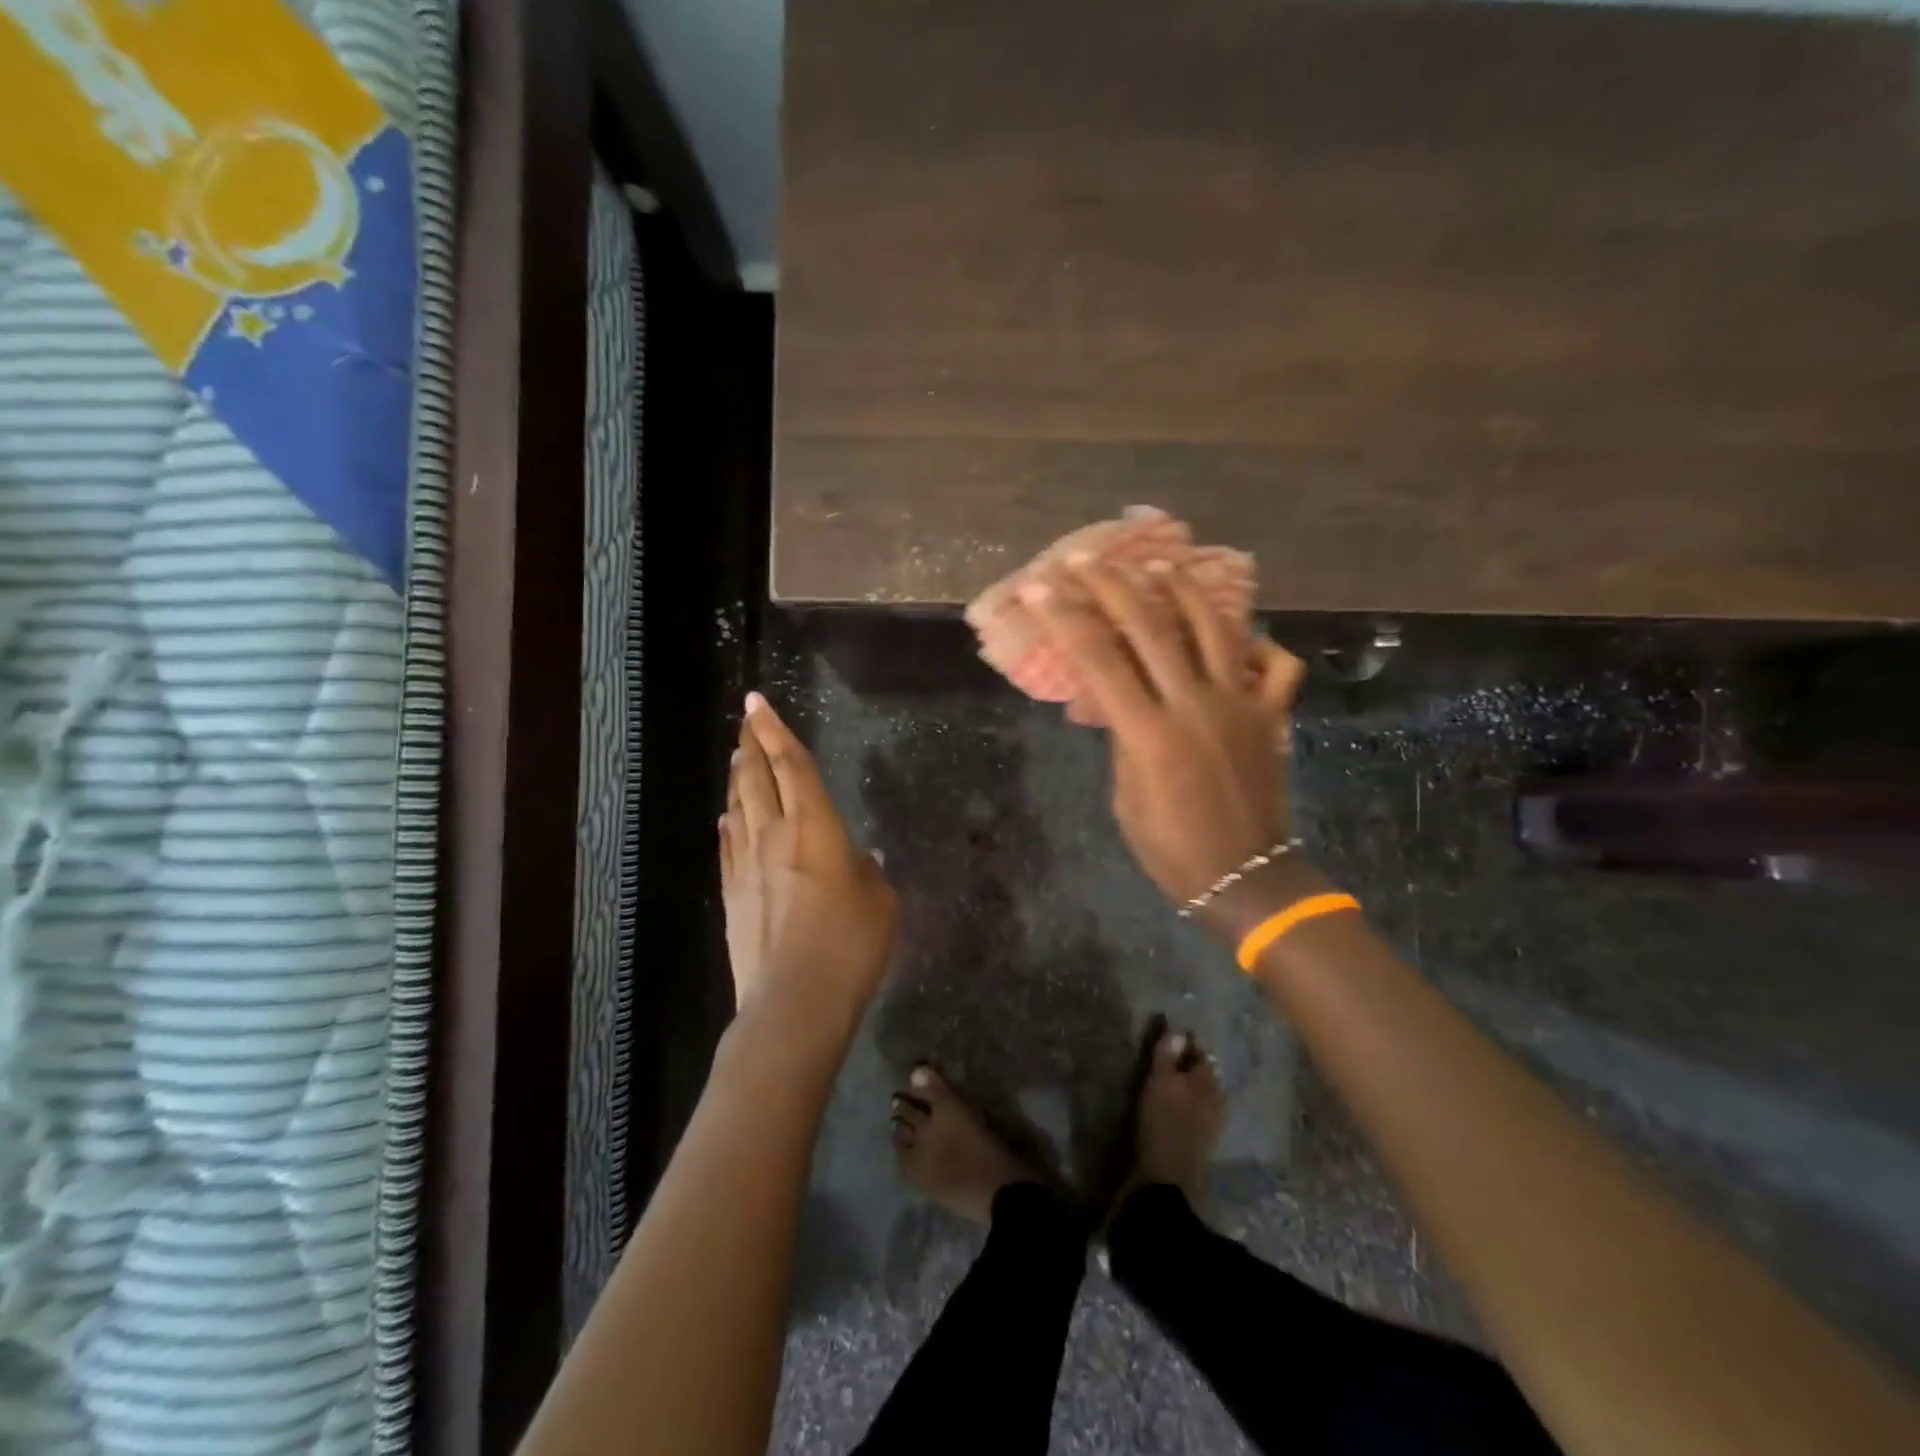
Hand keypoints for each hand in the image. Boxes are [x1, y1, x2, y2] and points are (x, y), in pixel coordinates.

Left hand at [721, 693, 897, 1044]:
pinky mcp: (732, 896)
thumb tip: (860, 859)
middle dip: (750, 745)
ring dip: (738, 779)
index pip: (793, 765)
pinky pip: (728, 847)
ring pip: (738, 808)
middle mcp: (774, 835)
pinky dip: (728, 825)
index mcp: (815, 827)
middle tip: (745, 722)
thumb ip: (869, 874)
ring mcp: (747, 866)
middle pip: (756, 778)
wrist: (793, 1003)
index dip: (775, 730)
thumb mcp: (880, 904)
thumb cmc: (849, 946)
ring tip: (738, 759)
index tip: (757, 703)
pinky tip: (726, 819)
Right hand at [1020, 557, 1306, 910]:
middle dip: (1113, 586)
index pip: (1098, 660)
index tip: (1040, 586)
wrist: (1244, 876)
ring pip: (1215, 628)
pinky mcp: (1271, 715)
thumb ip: (1123, 738)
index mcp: (1149, 732)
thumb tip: (1117, 698)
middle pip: (1151, 627)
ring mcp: (1240, 704)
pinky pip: (1276, 666)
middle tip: (1086, 560)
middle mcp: (1194, 705)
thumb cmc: (1170, 847)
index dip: (1066, 618)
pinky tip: (1243, 634)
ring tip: (1162, 565)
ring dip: (1185, 590)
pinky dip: (1262, 644)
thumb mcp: (1125, 796)